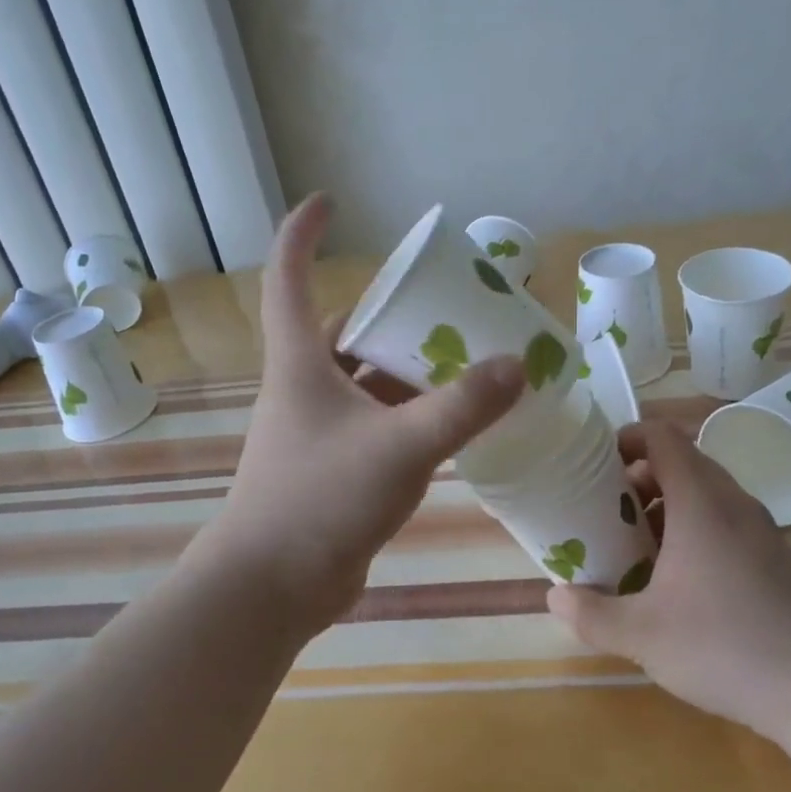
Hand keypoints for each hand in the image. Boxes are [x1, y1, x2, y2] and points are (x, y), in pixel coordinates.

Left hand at [210, 195, 525, 639]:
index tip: (331, 202)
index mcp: (300, 362)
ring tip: (464, 358)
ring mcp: (317, 430)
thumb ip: (462, 407)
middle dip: (390, 313)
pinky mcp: (334, 468)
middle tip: (444, 304)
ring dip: (406, 369)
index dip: (303, 232)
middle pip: (343, 330)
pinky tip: (452, 422)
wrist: (271, 589)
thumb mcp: (401, 447)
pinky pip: (376, 423)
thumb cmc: (320, 501)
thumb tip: (519, 365)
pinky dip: (409, 414)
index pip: (289, 276)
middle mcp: (303, 387)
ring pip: (365, 381)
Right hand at [547, 421, 790, 745]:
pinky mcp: (776, 559)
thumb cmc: (724, 646)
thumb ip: (590, 614)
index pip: (663, 437)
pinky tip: (679, 581)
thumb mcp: (641, 635)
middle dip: (639, 477)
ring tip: (636, 546)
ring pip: (706, 494)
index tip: (595, 464)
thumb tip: (554, 596)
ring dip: (667, 505)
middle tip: (607, 510)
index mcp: (701, 502)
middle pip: (683, 462)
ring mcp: (761, 531)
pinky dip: (694, 530)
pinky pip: (726, 522)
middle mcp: (733, 503)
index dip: (627, 437)